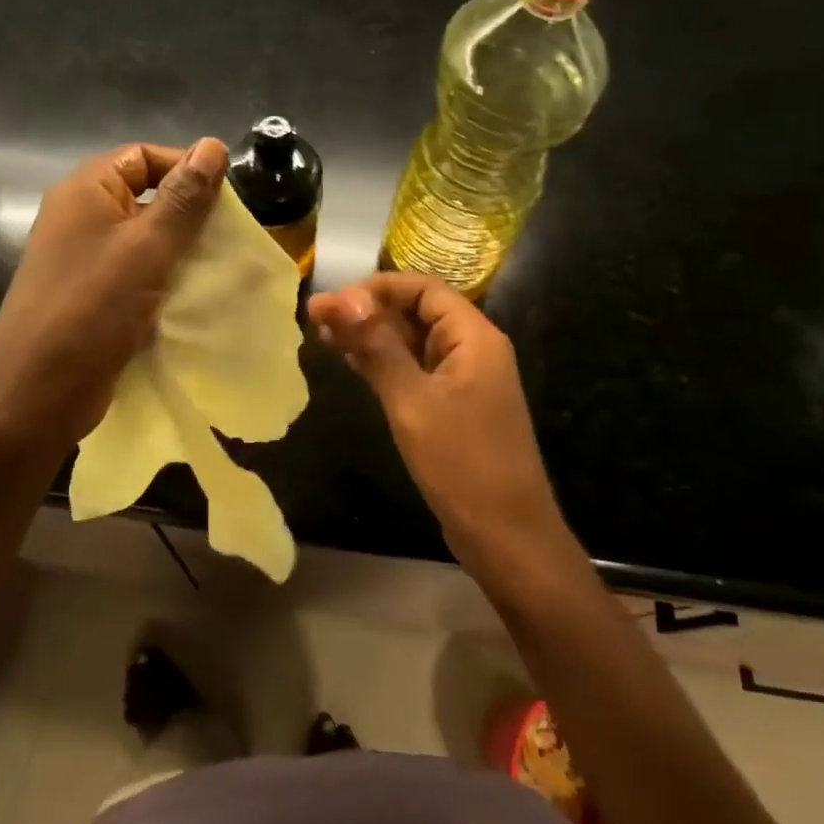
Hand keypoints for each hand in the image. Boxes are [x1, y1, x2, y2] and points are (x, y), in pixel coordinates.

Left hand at [0, 138, 228, 452]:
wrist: (39, 393)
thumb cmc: (93, 309)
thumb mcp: (147, 247)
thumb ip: (183, 198)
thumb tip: (213, 145)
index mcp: (85, 191)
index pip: (142, 155)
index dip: (185, 167)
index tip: (227, 198)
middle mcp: (80, 218)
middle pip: (144, 196)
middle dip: (188, 214)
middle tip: (227, 236)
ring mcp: (82, 260)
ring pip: (143, 239)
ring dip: (179, 250)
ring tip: (217, 267)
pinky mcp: (91, 297)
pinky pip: (135, 274)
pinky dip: (163, 280)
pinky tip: (192, 297)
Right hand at [308, 273, 580, 578]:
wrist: (507, 536)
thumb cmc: (462, 463)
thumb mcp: (412, 401)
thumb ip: (378, 346)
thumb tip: (344, 298)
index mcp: (474, 337)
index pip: (424, 289)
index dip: (377, 288)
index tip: (333, 300)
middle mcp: (473, 350)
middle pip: (418, 312)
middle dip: (369, 311)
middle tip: (316, 318)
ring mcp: (465, 380)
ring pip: (414, 342)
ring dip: (373, 336)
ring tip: (324, 336)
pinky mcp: (455, 406)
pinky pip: (417, 370)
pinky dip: (385, 363)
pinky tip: (351, 363)